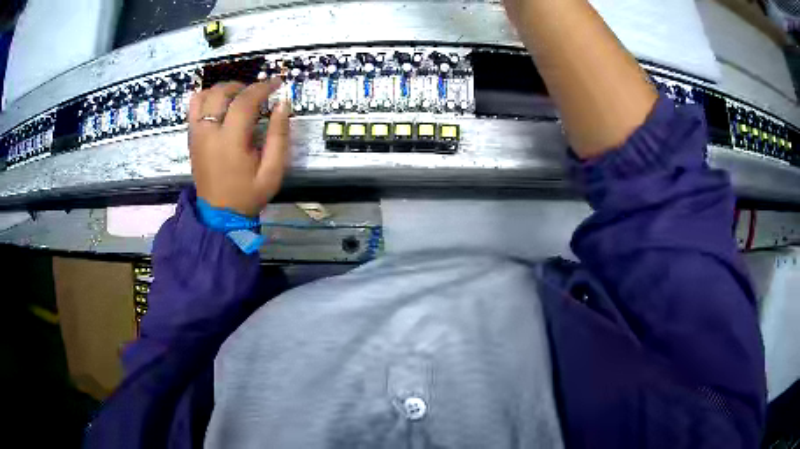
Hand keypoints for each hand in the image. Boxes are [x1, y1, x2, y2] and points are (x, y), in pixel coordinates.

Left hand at [188, 79, 290, 216]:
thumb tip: (283, 104)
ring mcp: (196, 133)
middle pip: (222, 92)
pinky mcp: (191, 137)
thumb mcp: (273, 171)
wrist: (219, 214)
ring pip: (205, 95)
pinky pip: (193, 106)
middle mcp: (209, 132)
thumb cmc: (248, 194)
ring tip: (238, 99)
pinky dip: (206, 97)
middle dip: (243, 86)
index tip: (277, 83)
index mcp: (230, 142)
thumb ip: (279, 136)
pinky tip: (220, 106)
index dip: (263, 87)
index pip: (245, 101)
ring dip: (224, 90)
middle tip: (257, 95)